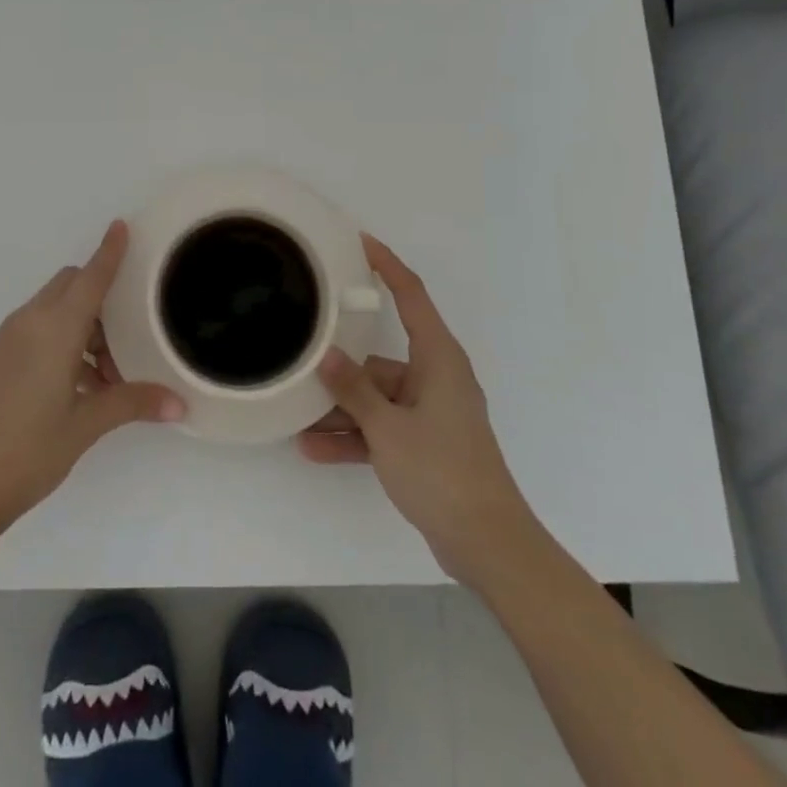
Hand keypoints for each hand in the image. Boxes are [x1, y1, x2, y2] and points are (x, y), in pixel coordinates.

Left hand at [0, 221, 184, 536]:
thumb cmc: (27, 449)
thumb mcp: (86, 425)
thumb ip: (132, 403)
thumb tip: (178, 404)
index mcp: (54, 328)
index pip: (90, 278)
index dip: (108, 252)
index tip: (122, 225)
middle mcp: (32, 322)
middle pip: (72, 286)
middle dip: (103, 297)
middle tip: (132, 333)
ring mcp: (13, 339)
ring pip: (58, 309)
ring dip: (87, 326)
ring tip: (112, 374)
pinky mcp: (3, 358)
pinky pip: (43, 330)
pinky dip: (68, 341)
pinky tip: (86, 385)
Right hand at [299, 234, 535, 587]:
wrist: (488, 545)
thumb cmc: (442, 471)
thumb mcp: (388, 428)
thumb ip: (353, 389)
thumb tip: (325, 354)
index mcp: (438, 358)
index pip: (411, 295)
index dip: (386, 265)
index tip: (360, 242)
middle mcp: (435, 377)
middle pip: (381, 357)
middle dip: (343, 365)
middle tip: (303, 351)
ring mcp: (431, 412)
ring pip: (377, 397)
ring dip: (343, 410)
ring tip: (298, 417)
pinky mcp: (425, 443)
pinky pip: (382, 427)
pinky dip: (356, 436)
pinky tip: (315, 448)